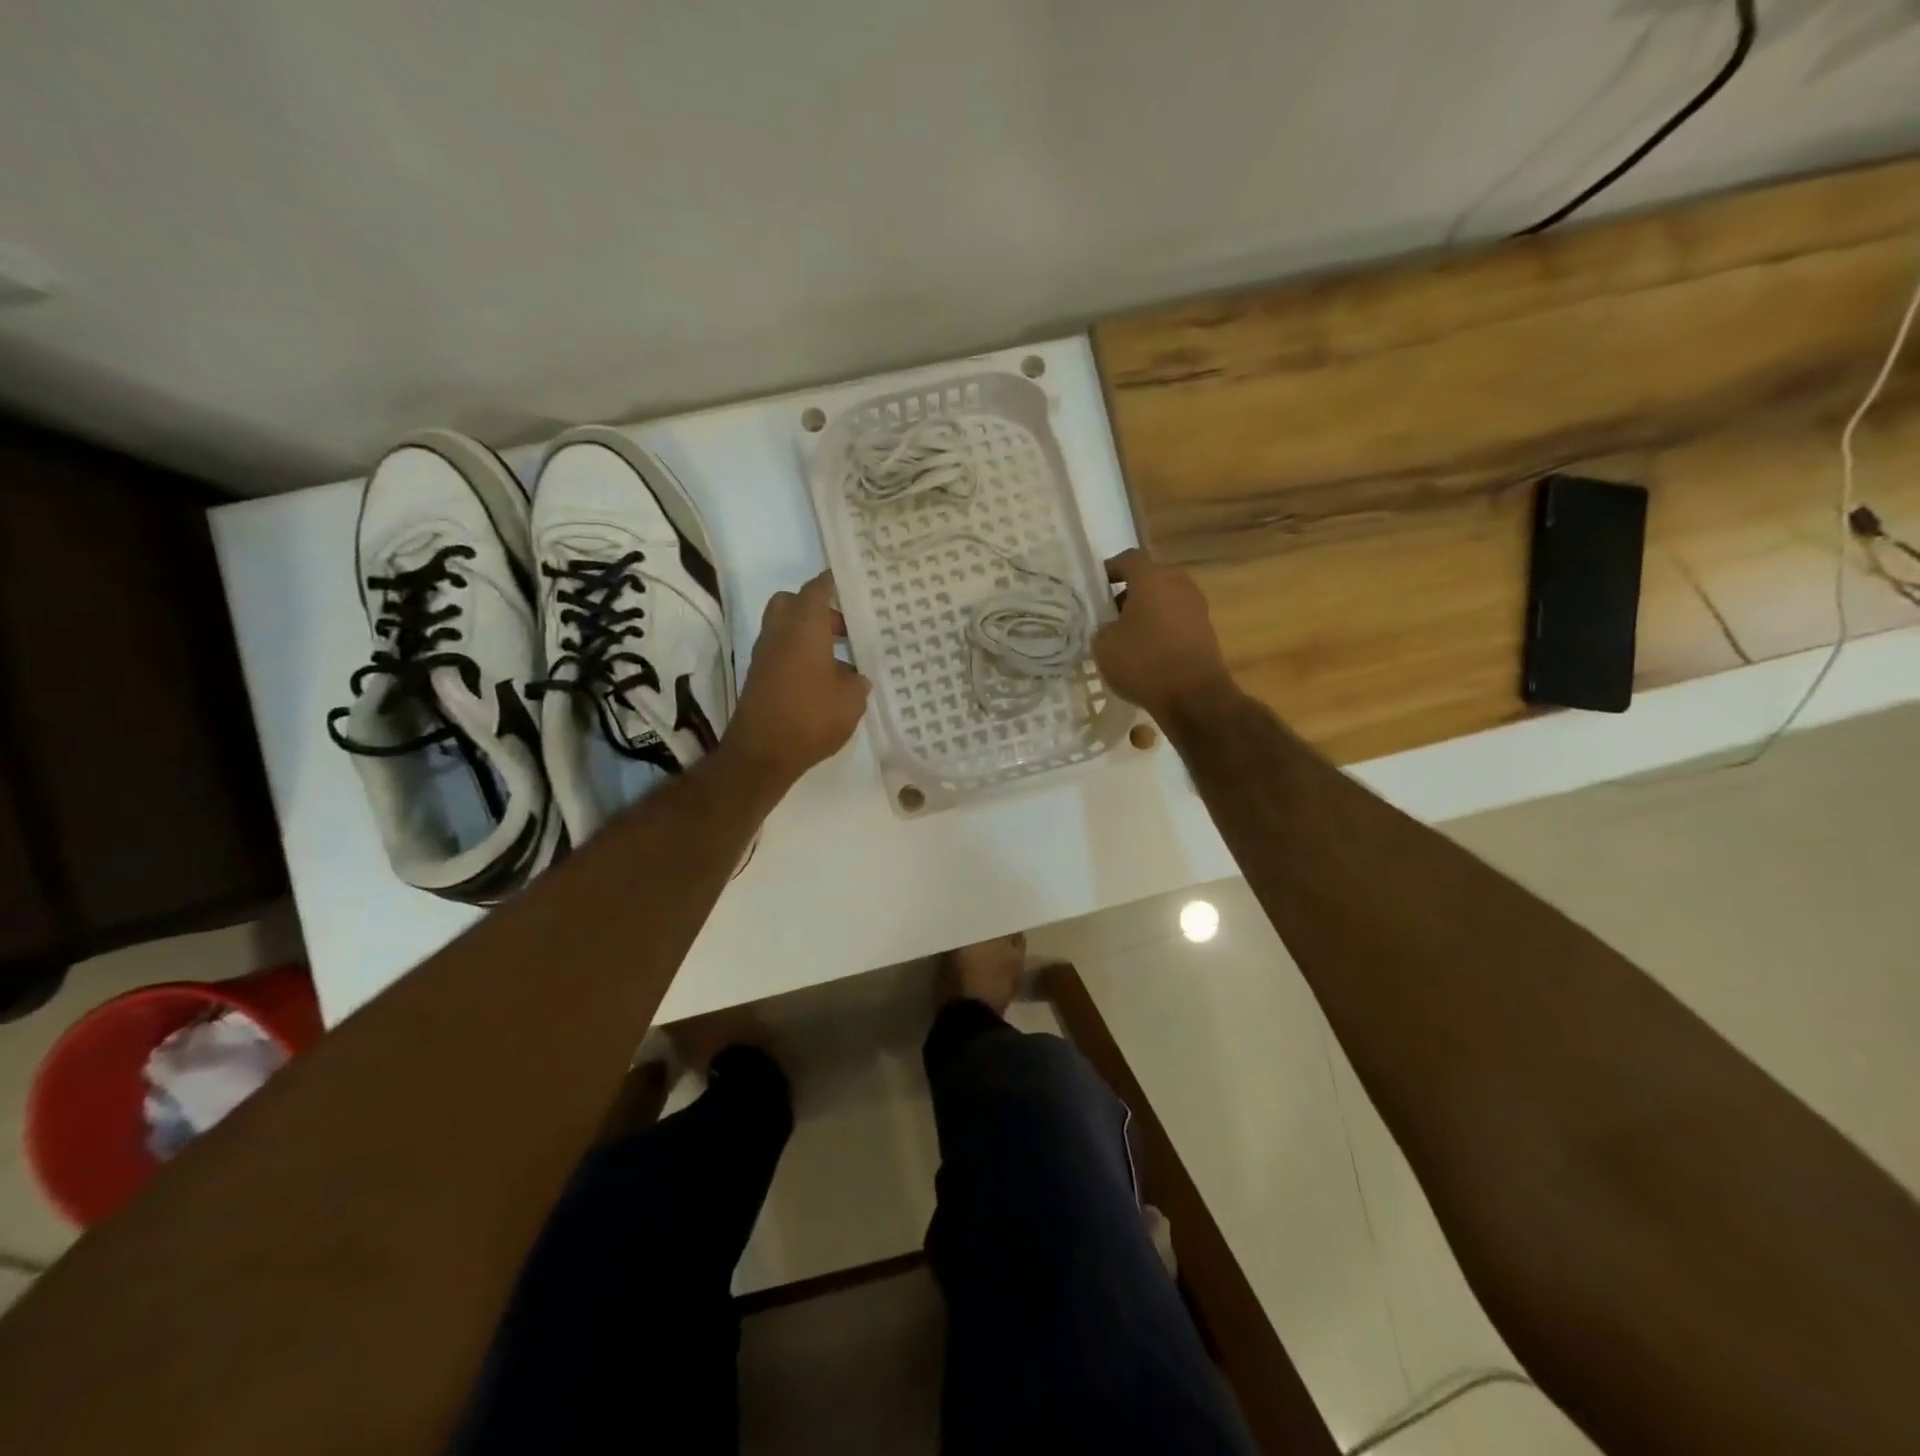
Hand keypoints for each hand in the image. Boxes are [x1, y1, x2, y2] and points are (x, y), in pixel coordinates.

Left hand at [725, 572, 871, 787]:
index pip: (817, 589)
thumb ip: (857, 680)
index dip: (832, 582)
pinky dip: (799, 654)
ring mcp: (764, 654)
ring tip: (838, 658)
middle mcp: (780, 632)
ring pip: (784, 627)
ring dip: (808, 634)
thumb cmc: (811, 717)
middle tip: (842, 627)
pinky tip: (822, 679)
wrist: (762, 753)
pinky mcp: (758, 676)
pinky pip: (781, 651)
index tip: (849, 581)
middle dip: (816, 608)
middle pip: (792, 603)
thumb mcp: (851, 700)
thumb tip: (854, 675)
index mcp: (805, 627)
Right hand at [1092, 548, 1233, 720]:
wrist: (1194, 696)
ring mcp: (1197, 607)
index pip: (1128, 559)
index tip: (1097, 586)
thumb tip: (1111, 628)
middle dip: (1130, 592)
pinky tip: (1148, 651)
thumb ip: (1103, 628)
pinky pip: (1177, 620)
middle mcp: (1178, 584)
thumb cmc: (1143, 662)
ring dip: (1148, 611)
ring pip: (1165, 599)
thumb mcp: (1103, 646)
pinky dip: (1162, 628)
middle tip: (1111, 613)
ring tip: (1128, 635)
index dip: (1110, 569)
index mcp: (1152, 578)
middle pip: (1150, 578)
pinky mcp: (1206, 630)